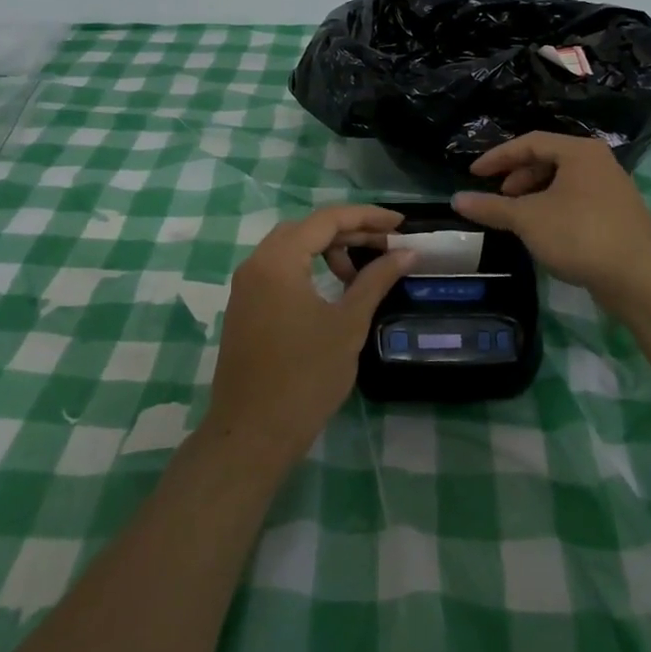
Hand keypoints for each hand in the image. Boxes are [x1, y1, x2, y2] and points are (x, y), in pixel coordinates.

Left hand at [205, 205, 415, 464]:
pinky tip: (332, 290)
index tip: (400, 224)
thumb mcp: (348, 324)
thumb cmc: (305, 376)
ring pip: (291, 248)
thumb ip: (376, 280)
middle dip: (348, 231)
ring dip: (327, 250)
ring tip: (358, 274)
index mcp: (278, 260)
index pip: (327, 219)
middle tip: (385, 247)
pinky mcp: (244, 307)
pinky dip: (308, 268)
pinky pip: (279, 269)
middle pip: (307, 228)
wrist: (252, 434)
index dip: (367, 217)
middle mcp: (256, 263)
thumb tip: (406, 253)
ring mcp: (246, 286)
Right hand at [452, 132, 650, 299]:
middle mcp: (599, 161)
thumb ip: (491, 207)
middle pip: (548, 159)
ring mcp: (612, 188)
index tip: (473, 174)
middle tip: (499, 198)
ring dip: (534, 194)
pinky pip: (576, 199)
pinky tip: (543, 231)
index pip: (529, 142)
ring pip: (563, 181)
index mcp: (579, 151)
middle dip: (518, 177)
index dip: (498, 157)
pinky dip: (553, 207)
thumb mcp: (528, 219)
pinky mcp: (617, 214)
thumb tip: (457, 200)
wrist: (639, 277)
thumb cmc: (580, 235)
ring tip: (517, 217)